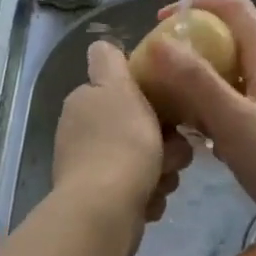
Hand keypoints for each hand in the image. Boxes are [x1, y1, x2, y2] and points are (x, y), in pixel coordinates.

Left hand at [53, 40, 191, 225]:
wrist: (105, 210)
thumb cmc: (121, 144)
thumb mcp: (118, 88)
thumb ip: (109, 61)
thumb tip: (101, 46)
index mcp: (85, 103)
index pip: (124, 93)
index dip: (151, 100)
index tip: (169, 111)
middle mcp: (82, 134)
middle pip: (139, 129)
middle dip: (163, 143)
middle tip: (173, 152)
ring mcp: (90, 169)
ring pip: (144, 161)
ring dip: (161, 171)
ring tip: (161, 180)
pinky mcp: (101, 201)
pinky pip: (138, 190)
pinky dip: (148, 195)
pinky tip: (149, 201)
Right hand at [146, 0, 255, 253]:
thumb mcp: (234, 119)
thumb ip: (196, 80)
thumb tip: (160, 42)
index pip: (236, 10)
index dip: (199, 4)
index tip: (161, 20)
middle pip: (227, 42)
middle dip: (189, 47)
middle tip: (154, 68)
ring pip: (226, 77)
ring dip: (195, 81)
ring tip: (162, 100)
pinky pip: (231, 106)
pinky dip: (207, 110)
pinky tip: (189, 134)